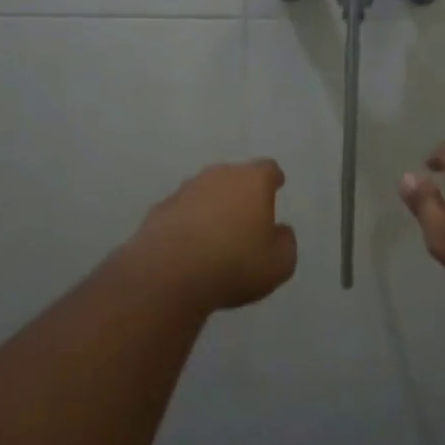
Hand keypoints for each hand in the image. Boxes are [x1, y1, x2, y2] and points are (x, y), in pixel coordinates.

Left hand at [133, 160, 297, 311]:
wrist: (168, 275)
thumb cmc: (235, 264)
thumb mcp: (279, 263)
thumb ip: (285, 242)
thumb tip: (279, 231)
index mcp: (253, 181)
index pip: (268, 169)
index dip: (273, 179)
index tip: (276, 186)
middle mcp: (219, 176)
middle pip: (234, 176)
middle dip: (241, 192)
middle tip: (247, 216)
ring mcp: (185, 190)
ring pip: (206, 192)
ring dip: (213, 206)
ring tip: (216, 234)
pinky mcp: (159, 210)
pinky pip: (182, 212)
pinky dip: (188, 223)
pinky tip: (190, 247)